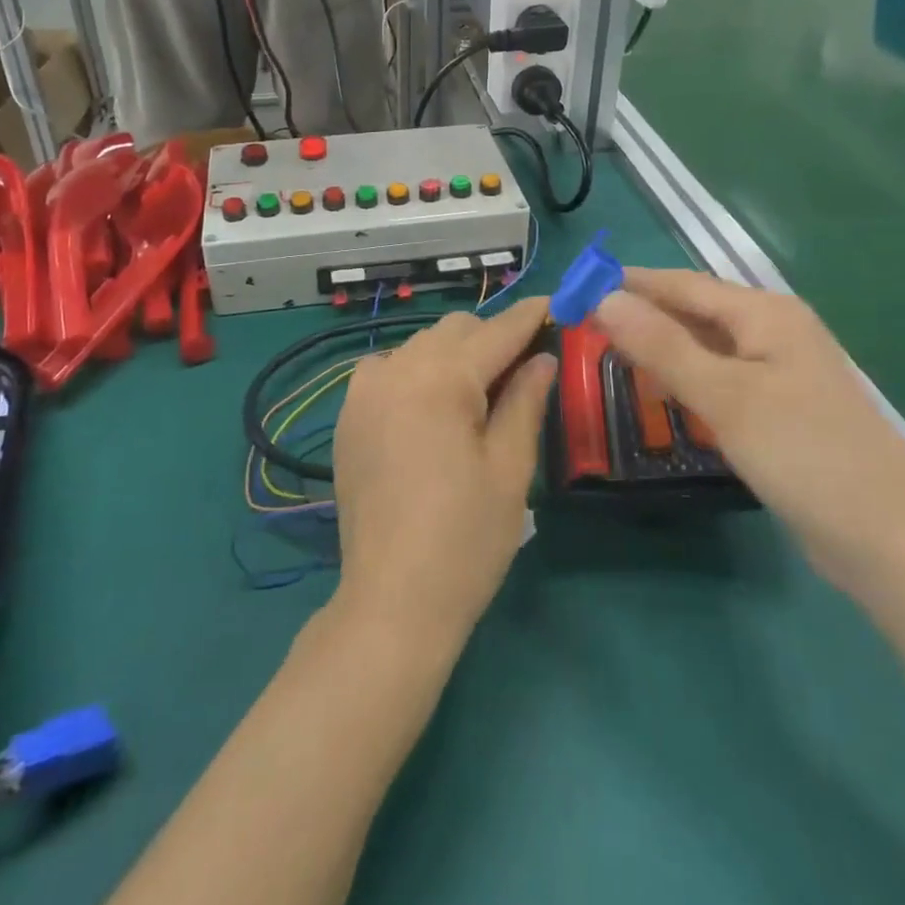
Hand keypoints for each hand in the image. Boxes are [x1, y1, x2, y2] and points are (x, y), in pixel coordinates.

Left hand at [331, 298, 556, 645]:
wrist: (392, 601)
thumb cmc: (466, 540)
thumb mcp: (510, 468)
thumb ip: (526, 400)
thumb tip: (542, 357)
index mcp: (441, 380)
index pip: (496, 332)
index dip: (530, 316)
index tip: (556, 304)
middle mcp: (396, 369)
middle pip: (455, 330)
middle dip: (493, 338)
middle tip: (525, 367)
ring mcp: (364, 390)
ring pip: (421, 344)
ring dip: (455, 354)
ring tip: (480, 392)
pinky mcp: (348, 414)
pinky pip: (389, 368)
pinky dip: (417, 371)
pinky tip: (433, 406)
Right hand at [594, 270, 904, 590]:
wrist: (892, 543)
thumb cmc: (806, 455)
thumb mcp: (726, 396)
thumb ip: (662, 345)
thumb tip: (604, 298)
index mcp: (766, 313)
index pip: (682, 284)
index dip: (629, 283)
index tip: (577, 287)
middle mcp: (775, 331)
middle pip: (694, 311)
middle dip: (642, 315)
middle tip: (584, 327)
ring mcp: (781, 372)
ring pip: (706, 346)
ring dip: (661, 347)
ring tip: (610, 354)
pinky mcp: (781, 409)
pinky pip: (720, 379)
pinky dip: (686, 379)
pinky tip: (661, 393)